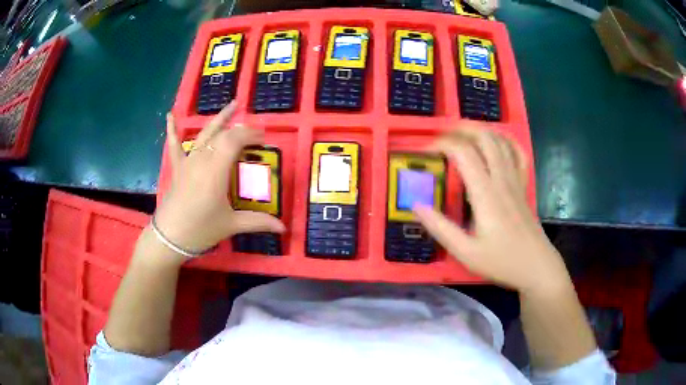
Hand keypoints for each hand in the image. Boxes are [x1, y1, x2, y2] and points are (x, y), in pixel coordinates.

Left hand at [154, 101, 284, 256]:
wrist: (170, 238)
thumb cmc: (201, 230)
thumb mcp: (231, 225)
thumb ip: (258, 222)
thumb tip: (283, 227)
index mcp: (216, 170)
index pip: (234, 140)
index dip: (251, 135)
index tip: (264, 140)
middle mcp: (202, 159)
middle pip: (223, 135)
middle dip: (242, 130)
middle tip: (256, 134)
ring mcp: (188, 161)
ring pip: (205, 134)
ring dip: (220, 119)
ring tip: (233, 105)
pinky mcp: (177, 167)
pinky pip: (174, 144)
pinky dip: (172, 129)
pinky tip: (170, 115)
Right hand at [414, 124, 570, 293]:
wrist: (536, 266)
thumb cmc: (501, 262)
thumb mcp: (465, 253)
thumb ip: (440, 228)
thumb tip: (416, 205)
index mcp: (486, 194)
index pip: (463, 152)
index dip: (441, 143)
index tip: (425, 151)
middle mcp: (501, 179)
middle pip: (484, 137)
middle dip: (460, 128)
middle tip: (442, 137)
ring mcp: (515, 180)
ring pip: (500, 140)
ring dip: (480, 131)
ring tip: (462, 135)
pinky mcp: (523, 185)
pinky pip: (518, 153)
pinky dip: (505, 141)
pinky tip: (495, 143)